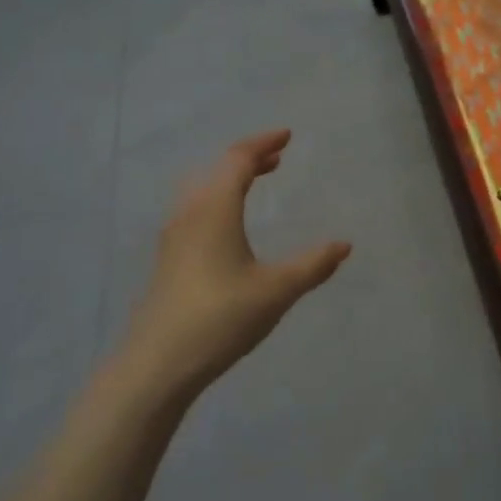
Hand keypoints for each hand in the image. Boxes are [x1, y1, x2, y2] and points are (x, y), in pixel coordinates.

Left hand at [118, 130, 350, 402]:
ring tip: (253, 184)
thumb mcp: (277, 291)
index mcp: (214, 210)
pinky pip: (194, 212)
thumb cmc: (221, 317)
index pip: (238, 160)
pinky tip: (228, 228)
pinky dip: (217, 202)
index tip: (287, 135)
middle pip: (216, 171)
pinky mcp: (167, 262)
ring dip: (229, 180)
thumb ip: (313, 265)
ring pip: (201, 192)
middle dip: (247, 159)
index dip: (263, 143)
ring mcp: (172, 239)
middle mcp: (189, 215)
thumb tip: (344, 244)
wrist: (157, 365)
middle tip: (276, 159)